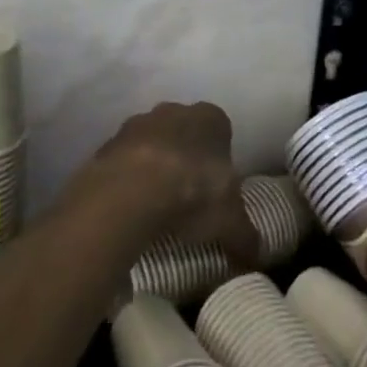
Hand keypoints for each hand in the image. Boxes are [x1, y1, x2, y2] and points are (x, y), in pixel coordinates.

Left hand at [76, 101, 258, 266]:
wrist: (130, 190)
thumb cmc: (193, 193)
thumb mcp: (230, 222)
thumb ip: (246, 236)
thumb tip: (258, 256)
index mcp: (211, 118)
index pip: (221, 129)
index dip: (220, 157)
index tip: (217, 187)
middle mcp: (174, 110)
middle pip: (184, 131)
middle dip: (186, 156)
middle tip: (189, 196)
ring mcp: (138, 123)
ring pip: (152, 142)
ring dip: (154, 164)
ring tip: (157, 205)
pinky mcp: (108, 142)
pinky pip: (124, 159)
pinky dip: (128, 177)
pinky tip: (131, 206)